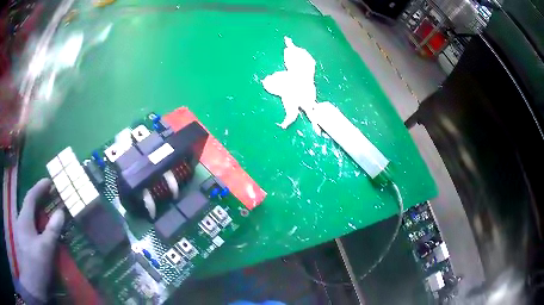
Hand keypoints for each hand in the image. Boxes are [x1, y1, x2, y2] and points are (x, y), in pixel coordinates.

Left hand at [15, 178, 64, 303]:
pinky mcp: (22, 245)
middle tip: (49, 199)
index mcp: (24, 219)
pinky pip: (28, 230)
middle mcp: (20, 222)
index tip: (49, 181)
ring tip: (46, 217)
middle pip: (28, 207)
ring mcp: (20, 234)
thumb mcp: (45, 250)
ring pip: (28, 219)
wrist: (32, 284)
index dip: (39, 188)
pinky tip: (40, 236)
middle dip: (38, 200)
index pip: (31, 197)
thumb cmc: (35, 266)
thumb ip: (52, 231)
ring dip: (36, 215)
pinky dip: (35, 227)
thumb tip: (60, 212)